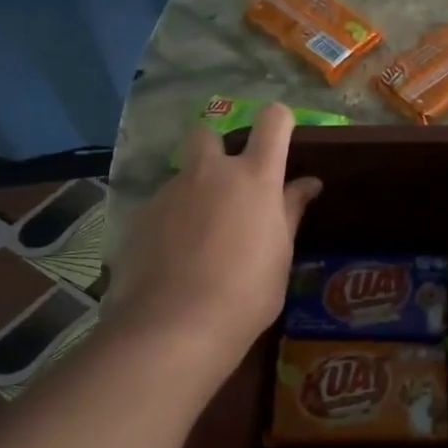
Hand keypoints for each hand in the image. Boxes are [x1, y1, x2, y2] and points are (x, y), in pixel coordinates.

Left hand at [107, 105, 321, 367]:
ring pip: (183, 176)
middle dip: (217, 149)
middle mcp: (210, 173)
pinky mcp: (140, 216)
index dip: (279, 121)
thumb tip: (308, 183)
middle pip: (209, 132)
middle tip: (228, 186)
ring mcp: (170, 192)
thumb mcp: (280, 254)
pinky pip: (161, 208)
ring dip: (194, 193)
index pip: (272, 122)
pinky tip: (172, 259)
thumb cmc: (247, 293)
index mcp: (254, 178)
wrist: (175, 325)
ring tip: (198, 239)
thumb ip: (290, 211)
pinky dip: (170, 223)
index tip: (283, 136)